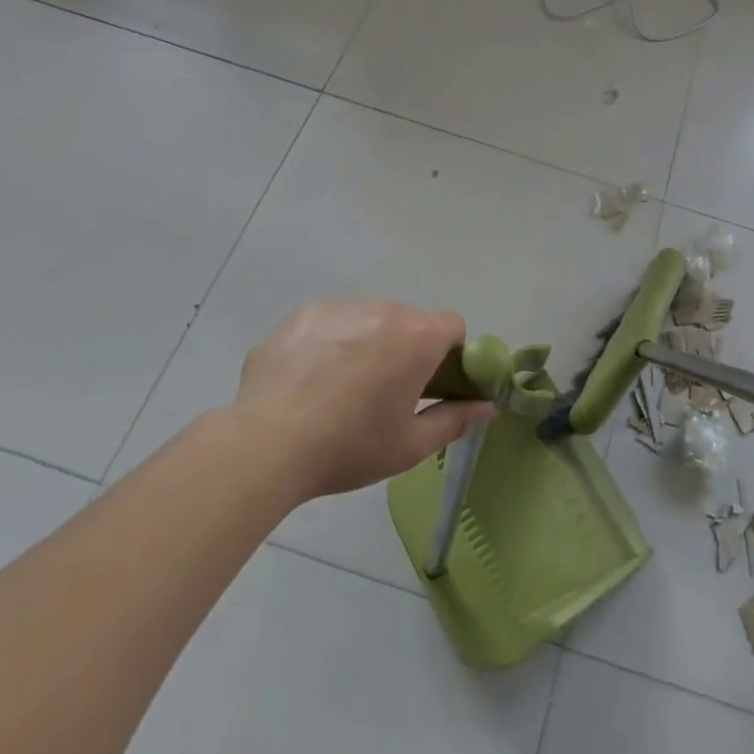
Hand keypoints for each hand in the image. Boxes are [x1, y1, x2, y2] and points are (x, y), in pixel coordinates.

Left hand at [228, 300, 492, 502]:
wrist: (266, 444)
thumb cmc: (348, 447)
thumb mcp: (410, 446)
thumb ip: (456, 420)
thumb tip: (487, 406)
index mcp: (416, 336)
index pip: (452, 327)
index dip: (448, 357)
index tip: (429, 388)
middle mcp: (383, 308)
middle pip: (408, 322)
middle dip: (404, 351)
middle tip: (381, 396)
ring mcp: (340, 306)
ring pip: (368, 320)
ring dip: (366, 345)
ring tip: (337, 391)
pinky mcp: (303, 313)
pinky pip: (330, 323)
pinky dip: (328, 344)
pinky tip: (307, 382)